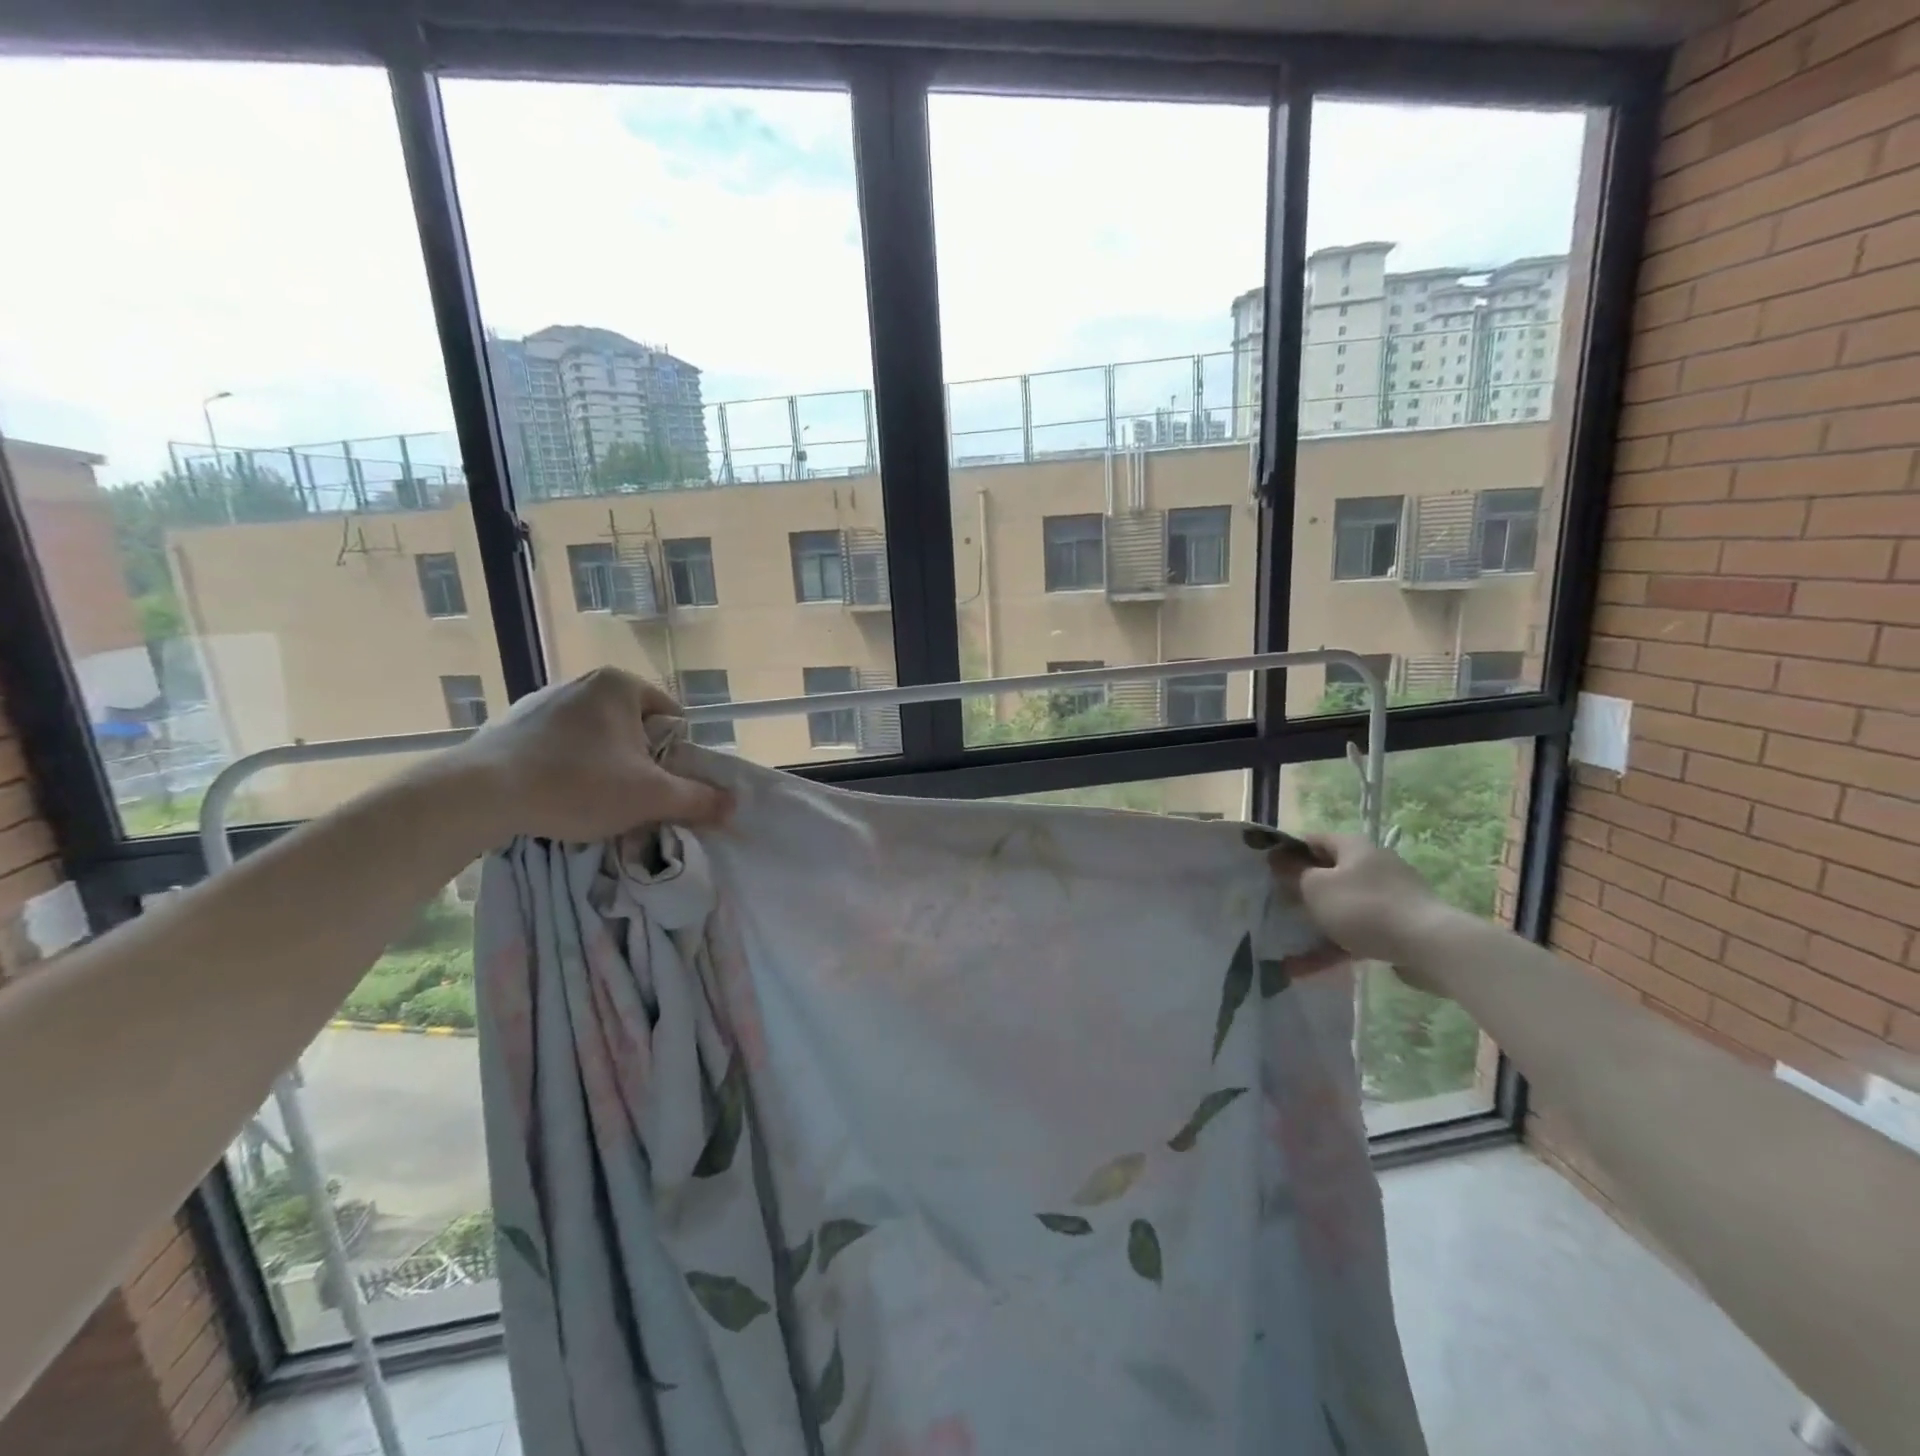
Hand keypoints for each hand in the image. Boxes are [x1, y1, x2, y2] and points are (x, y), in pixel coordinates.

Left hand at [452, 667, 731, 841]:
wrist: (478, 795)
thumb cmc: (577, 784)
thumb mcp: (650, 796)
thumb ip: (698, 799)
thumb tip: (734, 804)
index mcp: (621, 685)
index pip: (672, 719)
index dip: (675, 757)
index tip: (660, 786)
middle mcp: (584, 681)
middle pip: (636, 729)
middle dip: (640, 763)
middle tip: (630, 798)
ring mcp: (544, 700)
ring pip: (599, 739)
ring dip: (606, 767)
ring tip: (593, 801)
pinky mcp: (513, 724)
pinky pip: (562, 745)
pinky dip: (570, 767)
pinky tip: (558, 795)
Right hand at [1269, 833, 1452, 982]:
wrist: (1430, 945)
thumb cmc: (1364, 907)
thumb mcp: (1316, 888)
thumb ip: (1293, 873)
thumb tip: (1277, 859)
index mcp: (1353, 847)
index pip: (1313, 840)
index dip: (1288, 852)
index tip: (1268, 871)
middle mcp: (1373, 865)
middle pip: (1330, 874)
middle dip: (1303, 892)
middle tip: (1278, 907)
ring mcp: (1390, 896)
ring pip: (1343, 907)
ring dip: (1318, 924)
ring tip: (1291, 945)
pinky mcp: (1400, 926)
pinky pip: (1359, 932)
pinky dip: (1337, 946)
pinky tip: (1313, 967)